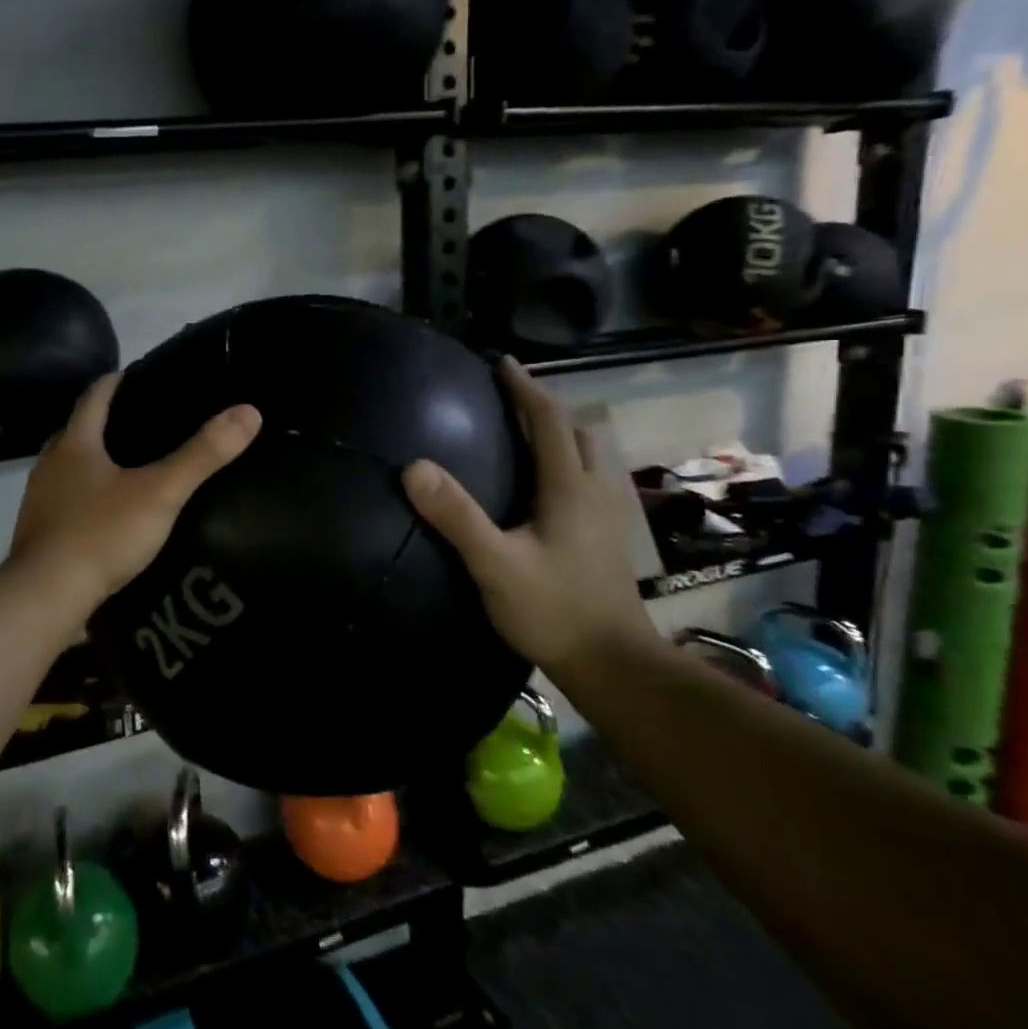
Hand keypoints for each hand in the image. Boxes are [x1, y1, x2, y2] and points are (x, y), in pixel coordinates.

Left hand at [9, 373, 260, 617]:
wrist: (45, 598)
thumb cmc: (102, 535)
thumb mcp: (161, 493)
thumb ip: (202, 455)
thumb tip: (248, 412)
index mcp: (74, 445)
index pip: (94, 396)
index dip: (116, 381)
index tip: (138, 374)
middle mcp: (49, 465)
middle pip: (78, 431)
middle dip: (107, 423)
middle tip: (145, 424)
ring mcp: (39, 501)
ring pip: (69, 468)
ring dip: (94, 463)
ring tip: (132, 469)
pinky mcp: (38, 533)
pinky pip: (66, 502)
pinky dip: (87, 497)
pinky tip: (110, 514)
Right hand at [402, 356, 654, 672]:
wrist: (613, 665)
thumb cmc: (554, 610)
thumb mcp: (495, 564)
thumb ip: (456, 516)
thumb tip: (414, 467)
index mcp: (570, 488)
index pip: (550, 421)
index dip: (525, 388)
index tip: (501, 363)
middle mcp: (593, 493)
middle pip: (576, 433)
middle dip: (545, 409)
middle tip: (507, 400)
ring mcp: (603, 519)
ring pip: (586, 459)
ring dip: (558, 437)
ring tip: (520, 437)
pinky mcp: (602, 540)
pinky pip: (583, 483)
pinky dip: (562, 465)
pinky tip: (537, 489)